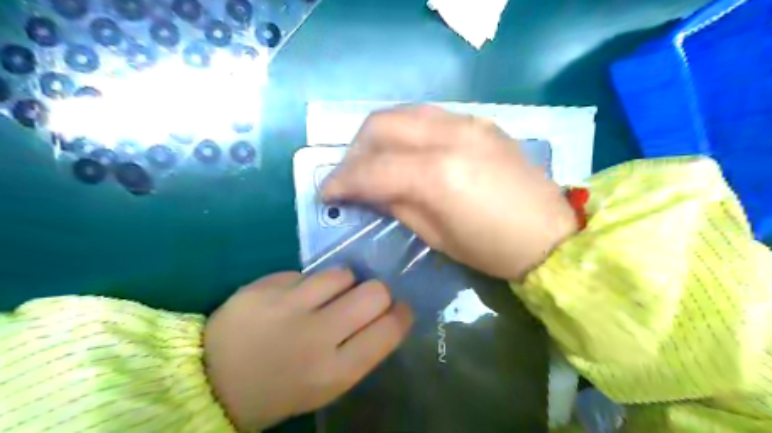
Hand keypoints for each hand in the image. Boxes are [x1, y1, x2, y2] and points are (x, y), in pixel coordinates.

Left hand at [203, 269, 409, 431]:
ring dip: (342, 283)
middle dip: (378, 292)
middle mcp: (316, 336)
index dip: (401, 314)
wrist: (213, 381)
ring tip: (326, 295)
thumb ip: (361, 349)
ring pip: (342, 273)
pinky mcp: (265, 286)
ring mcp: (288, 306)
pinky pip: (306, 272)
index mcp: (336, 371)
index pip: (389, 329)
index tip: (398, 310)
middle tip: (365, 299)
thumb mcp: (329, 384)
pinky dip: (306, 284)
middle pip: (374, 292)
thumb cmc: (281, 389)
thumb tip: (387, 313)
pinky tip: (292, 299)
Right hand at [322, 105, 578, 280]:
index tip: (326, 192)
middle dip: (354, 150)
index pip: (373, 168)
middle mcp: (449, 136)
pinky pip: (428, 116)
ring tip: (372, 161)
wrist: (551, 234)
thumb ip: (397, 204)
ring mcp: (467, 122)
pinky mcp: (480, 122)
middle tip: (350, 176)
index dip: (342, 180)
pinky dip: (406, 131)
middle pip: (381, 125)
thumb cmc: (492, 249)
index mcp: (437, 174)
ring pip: (403, 112)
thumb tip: (367, 190)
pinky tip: (405, 152)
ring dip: (377, 136)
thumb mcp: (436, 236)